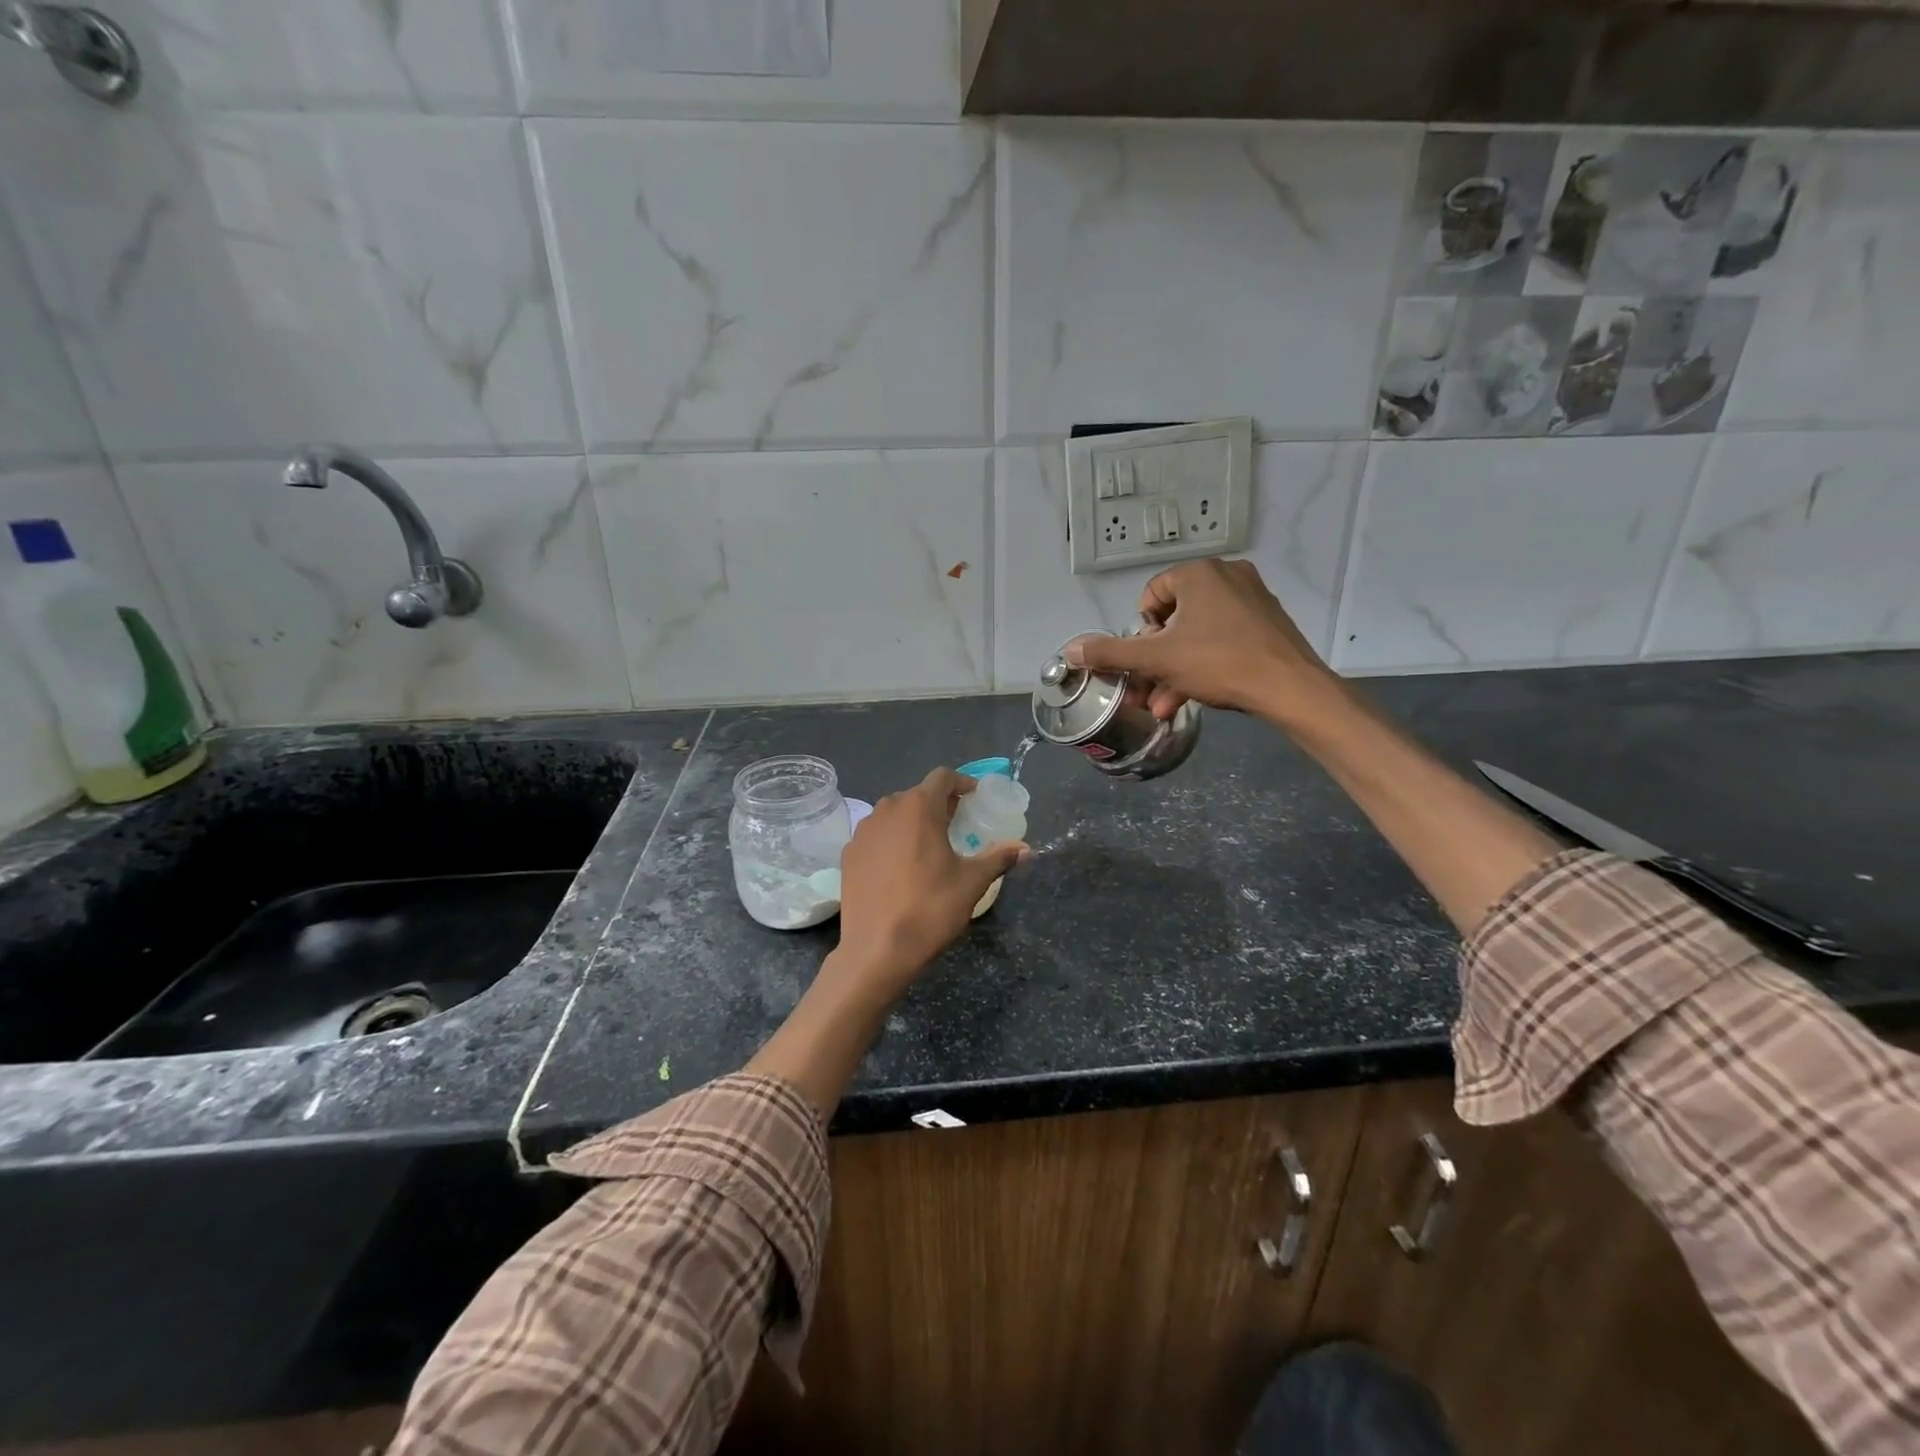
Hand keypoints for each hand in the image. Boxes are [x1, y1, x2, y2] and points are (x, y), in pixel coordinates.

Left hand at [833, 768, 1028, 998]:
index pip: (942, 777)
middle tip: (957, 824)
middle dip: (938, 804)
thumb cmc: (930, 908)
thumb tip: (1026, 849)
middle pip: (917, 794)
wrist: (876, 950)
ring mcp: (863, 832)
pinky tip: (901, 867)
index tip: (975, 798)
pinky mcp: (849, 854)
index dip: (962, 783)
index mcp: (918, 808)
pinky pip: (876, 836)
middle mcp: (887, 810)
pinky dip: (891, 840)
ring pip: (893, 814)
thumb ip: (998, 858)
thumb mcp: (972, 883)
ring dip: (913, 821)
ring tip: (929, 846)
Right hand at [1063, 559, 1340, 725]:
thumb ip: (1110, 653)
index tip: (1145, 660)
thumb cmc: (1218, 663)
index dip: (1140, 632)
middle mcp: (1226, 575)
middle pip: (1174, 619)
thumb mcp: (1157, 659)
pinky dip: (1204, 664)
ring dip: (1175, 670)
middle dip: (1156, 660)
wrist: (1289, 688)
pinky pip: (1223, 638)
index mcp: (1198, 574)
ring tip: (1164, 705)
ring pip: (1198, 634)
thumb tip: (1070, 649)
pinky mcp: (1268, 622)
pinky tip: (1193, 697)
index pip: (1151, 596)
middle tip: (1147, 689)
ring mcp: (1252, 598)